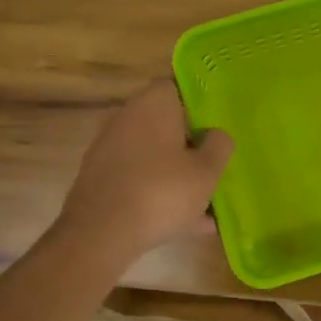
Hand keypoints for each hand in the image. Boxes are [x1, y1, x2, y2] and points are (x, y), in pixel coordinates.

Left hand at [57, 81, 233, 259]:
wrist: (101, 233)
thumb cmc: (162, 191)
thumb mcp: (207, 171)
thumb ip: (219, 146)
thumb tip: (217, 134)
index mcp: (153, 104)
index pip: (178, 87)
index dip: (200, 105)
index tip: (218, 126)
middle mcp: (127, 118)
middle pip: (166, 124)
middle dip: (190, 145)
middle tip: (215, 165)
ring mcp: (110, 149)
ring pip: (155, 157)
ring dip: (178, 175)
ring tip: (207, 205)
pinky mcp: (101, 179)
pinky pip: (141, 180)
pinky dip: (161, 195)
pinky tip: (188, 224)